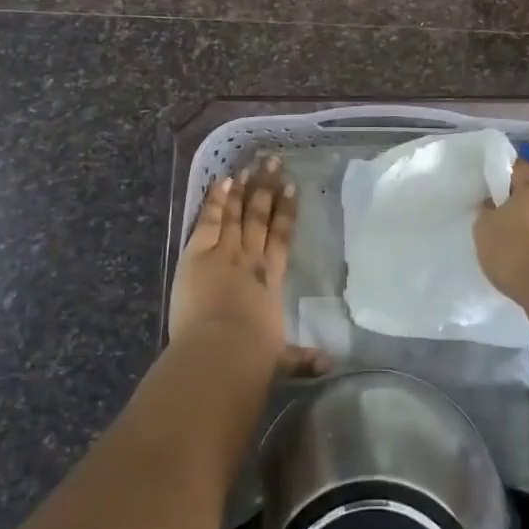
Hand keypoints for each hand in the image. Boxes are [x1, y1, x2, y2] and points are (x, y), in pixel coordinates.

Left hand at [171, 157, 326, 375]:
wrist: (222, 352)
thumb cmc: (253, 357)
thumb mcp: (279, 359)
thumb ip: (301, 358)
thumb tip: (330, 367)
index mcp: (272, 279)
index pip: (282, 237)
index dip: (287, 211)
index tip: (293, 188)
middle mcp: (251, 258)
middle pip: (261, 216)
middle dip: (268, 187)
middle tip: (273, 161)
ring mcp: (225, 251)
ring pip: (237, 212)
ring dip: (243, 188)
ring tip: (249, 166)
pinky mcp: (198, 253)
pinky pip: (209, 219)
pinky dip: (216, 199)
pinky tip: (221, 181)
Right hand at [474, 160, 528, 298]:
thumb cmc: (515, 248)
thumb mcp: (484, 227)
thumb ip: (486, 212)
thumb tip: (493, 207)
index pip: (517, 168)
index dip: (500, 176)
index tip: (487, 191)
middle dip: (516, 205)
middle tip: (496, 221)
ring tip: (510, 248)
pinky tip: (526, 265)